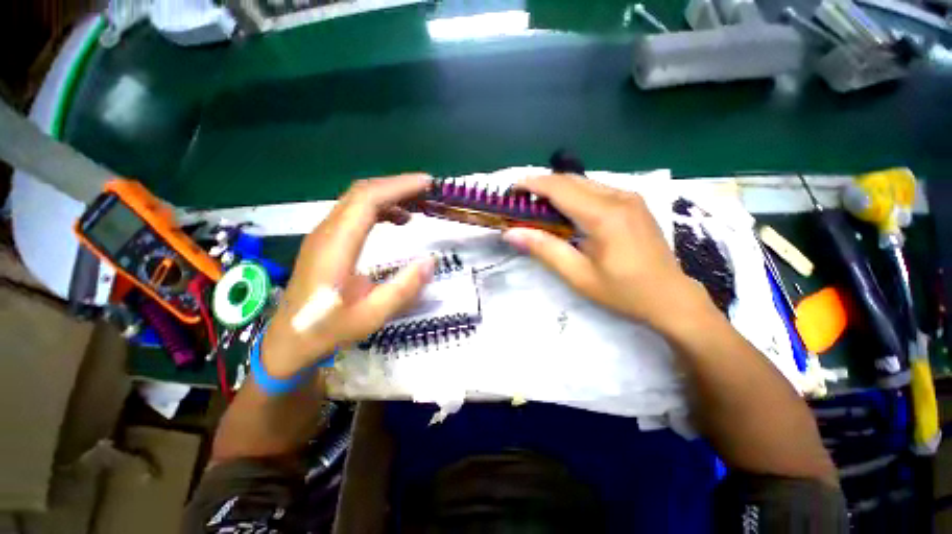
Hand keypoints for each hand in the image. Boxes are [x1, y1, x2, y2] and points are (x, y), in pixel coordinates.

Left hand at [261, 174, 435, 378]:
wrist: (288, 342)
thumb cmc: (328, 330)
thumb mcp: (371, 316)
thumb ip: (403, 289)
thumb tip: (431, 260)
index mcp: (336, 246)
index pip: (367, 200)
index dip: (398, 187)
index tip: (427, 184)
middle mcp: (327, 232)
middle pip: (361, 192)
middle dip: (397, 186)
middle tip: (427, 191)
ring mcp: (324, 235)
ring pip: (357, 200)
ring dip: (388, 196)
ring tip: (418, 205)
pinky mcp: (326, 241)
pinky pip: (354, 213)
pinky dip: (379, 208)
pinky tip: (397, 220)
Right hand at [502, 174, 708, 330]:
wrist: (671, 297)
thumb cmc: (623, 291)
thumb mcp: (578, 275)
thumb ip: (544, 250)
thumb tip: (511, 233)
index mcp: (605, 215)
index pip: (560, 188)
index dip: (533, 184)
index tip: (512, 189)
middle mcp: (619, 197)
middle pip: (571, 180)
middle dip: (543, 185)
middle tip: (521, 201)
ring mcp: (630, 197)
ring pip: (584, 182)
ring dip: (558, 190)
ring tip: (539, 207)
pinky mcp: (634, 203)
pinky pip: (596, 190)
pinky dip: (575, 195)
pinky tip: (566, 212)